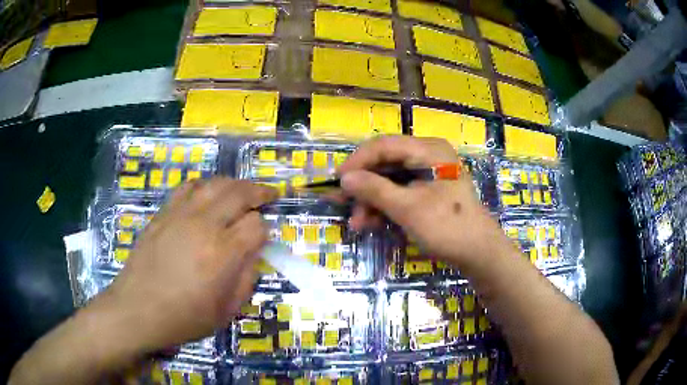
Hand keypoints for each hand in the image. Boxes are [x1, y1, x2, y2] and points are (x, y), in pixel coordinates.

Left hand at [102, 178, 276, 352]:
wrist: (139, 309)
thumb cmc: (184, 317)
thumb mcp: (227, 310)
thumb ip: (246, 278)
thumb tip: (253, 253)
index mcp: (223, 253)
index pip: (256, 225)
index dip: (265, 230)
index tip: (262, 239)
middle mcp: (204, 225)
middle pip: (239, 193)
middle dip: (259, 192)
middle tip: (269, 195)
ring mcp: (181, 214)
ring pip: (214, 184)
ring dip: (234, 184)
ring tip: (242, 191)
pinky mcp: (163, 213)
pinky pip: (188, 187)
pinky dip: (204, 185)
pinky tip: (207, 194)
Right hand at [338, 136, 505, 267]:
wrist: (479, 253)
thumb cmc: (448, 227)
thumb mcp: (408, 208)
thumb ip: (375, 190)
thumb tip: (344, 178)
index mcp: (428, 149)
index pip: (384, 145)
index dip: (357, 162)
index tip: (337, 181)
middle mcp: (428, 155)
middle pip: (386, 163)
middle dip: (364, 186)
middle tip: (342, 204)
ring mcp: (430, 173)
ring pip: (391, 180)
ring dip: (373, 200)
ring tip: (359, 223)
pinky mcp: (429, 190)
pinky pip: (401, 191)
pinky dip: (386, 206)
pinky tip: (372, 222)